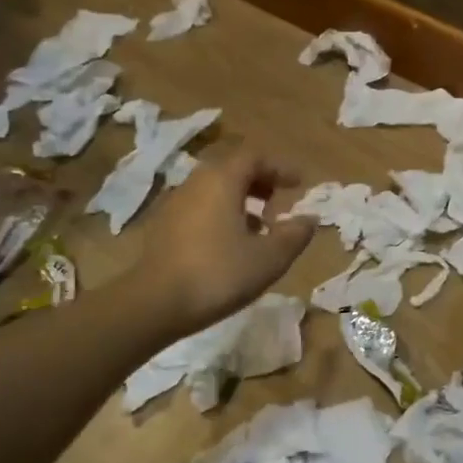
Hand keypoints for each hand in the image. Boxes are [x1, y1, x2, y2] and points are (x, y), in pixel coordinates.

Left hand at [137, 145, 316, 334]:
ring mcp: (175, 204)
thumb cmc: (218, 274)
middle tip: (279, 204)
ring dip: (241, 200)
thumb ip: (295, 235)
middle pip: (232, 169)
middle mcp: (196, 183)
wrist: (154, 305)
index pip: (255, 157)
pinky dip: (221, 214)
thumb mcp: (270, 258)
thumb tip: (309, 219)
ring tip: (259, 228)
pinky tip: (230, 245)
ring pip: (215, 189)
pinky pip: (200, 208)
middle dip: (261, 182)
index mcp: (222, 180)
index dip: (280, 168)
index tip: (299, 184)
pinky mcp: (163, 227)